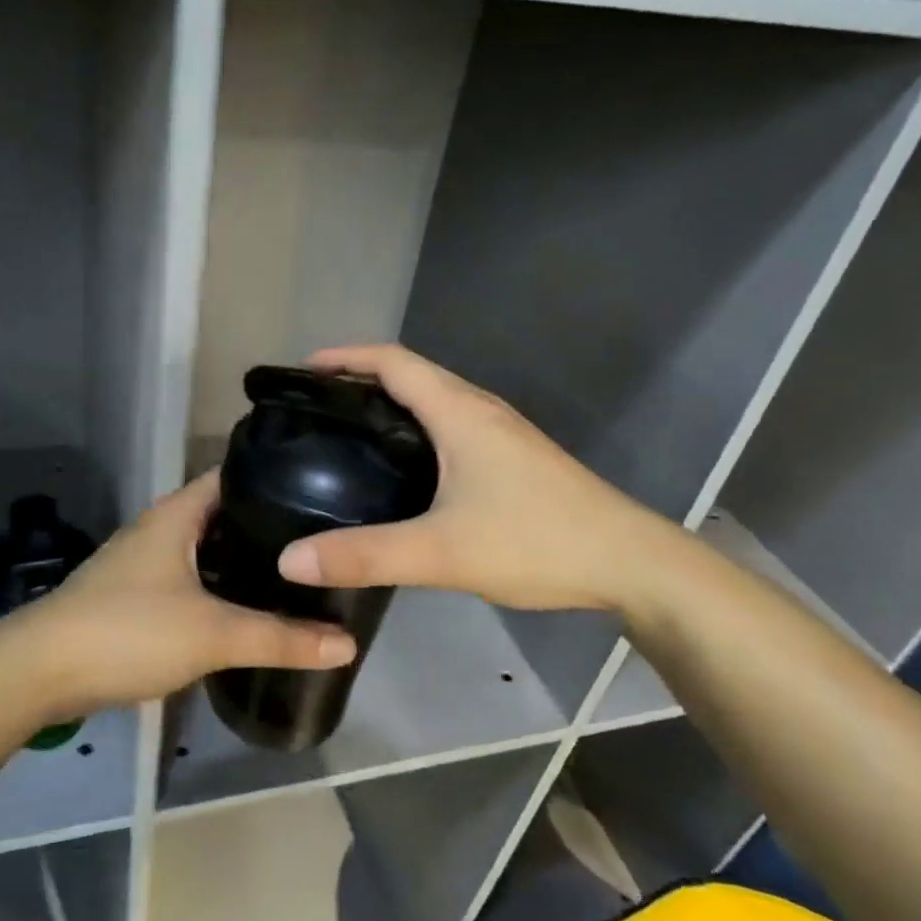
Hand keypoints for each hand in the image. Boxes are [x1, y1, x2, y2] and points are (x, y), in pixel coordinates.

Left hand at [15, 469, 357, 715]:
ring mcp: (147, 560)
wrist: (40, 671)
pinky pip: (193, 576)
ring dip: (245, 558)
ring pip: (209, 548)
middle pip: (226, 512)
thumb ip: (280, 638)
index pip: (235, 473)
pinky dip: (222, 585)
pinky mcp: (138, 593)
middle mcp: (162, 526)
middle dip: (270, 524)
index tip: (325, 488)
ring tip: (298, 571)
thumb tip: (347, 643)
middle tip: (323, 538)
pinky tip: (249, 605)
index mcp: (178, 512)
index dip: (277, 475)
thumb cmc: (127, 630)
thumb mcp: (212, 634)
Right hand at [275, 344, 692, 615]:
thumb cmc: (537, 541)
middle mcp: (479, 408)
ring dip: (389, 402)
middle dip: (360, 378)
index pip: (392, 360)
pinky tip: (402, 467)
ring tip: (348, 432)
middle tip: (316, 407)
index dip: (346, 357)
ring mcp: (500, 432)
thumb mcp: (443, 552)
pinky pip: (449, 424)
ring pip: (433, 399)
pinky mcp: (512, 456)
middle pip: (410, 373)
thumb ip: (366, 556)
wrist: (631, 563)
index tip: (304, 370)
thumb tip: (290, 561)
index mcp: (459, 411)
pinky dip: (414, 427)